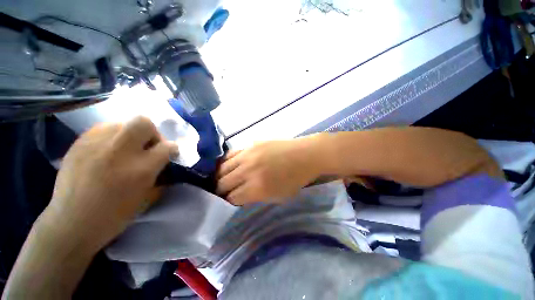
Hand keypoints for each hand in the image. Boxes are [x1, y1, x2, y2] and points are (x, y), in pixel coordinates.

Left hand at [45, 116, 177, 253]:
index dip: (173, 149)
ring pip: (122, 123)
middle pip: (144, 123)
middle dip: (152, 133)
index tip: (170, 154)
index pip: (167, 147)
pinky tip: (107, 151)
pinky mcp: (79, 143)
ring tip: (124, 150)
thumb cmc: (114, 216)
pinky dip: (112, 137)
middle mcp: (120, 151)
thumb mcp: (148, 198)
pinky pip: (103, 129)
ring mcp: (96, 144)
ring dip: (130, 135)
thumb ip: (160, 176)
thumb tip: (165, 163)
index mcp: (141, 169)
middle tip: (147, 147)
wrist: (71, 223)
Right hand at [216, 137, 322, 204]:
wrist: (304, 156)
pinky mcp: (250, 145)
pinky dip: (226, 163)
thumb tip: (240, 197)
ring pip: (222, 168)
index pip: (232, 198)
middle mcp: (248, 171)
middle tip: (225, 191)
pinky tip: (229, 166)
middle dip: (221, 191)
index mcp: (257, 188)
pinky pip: (230, 154)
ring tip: (224, 179)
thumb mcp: (277, 196)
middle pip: (223, 183)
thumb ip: (256, 198)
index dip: (228, 202)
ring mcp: (248, 155)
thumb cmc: (295, 179)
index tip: (229, 202)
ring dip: (221, 176)